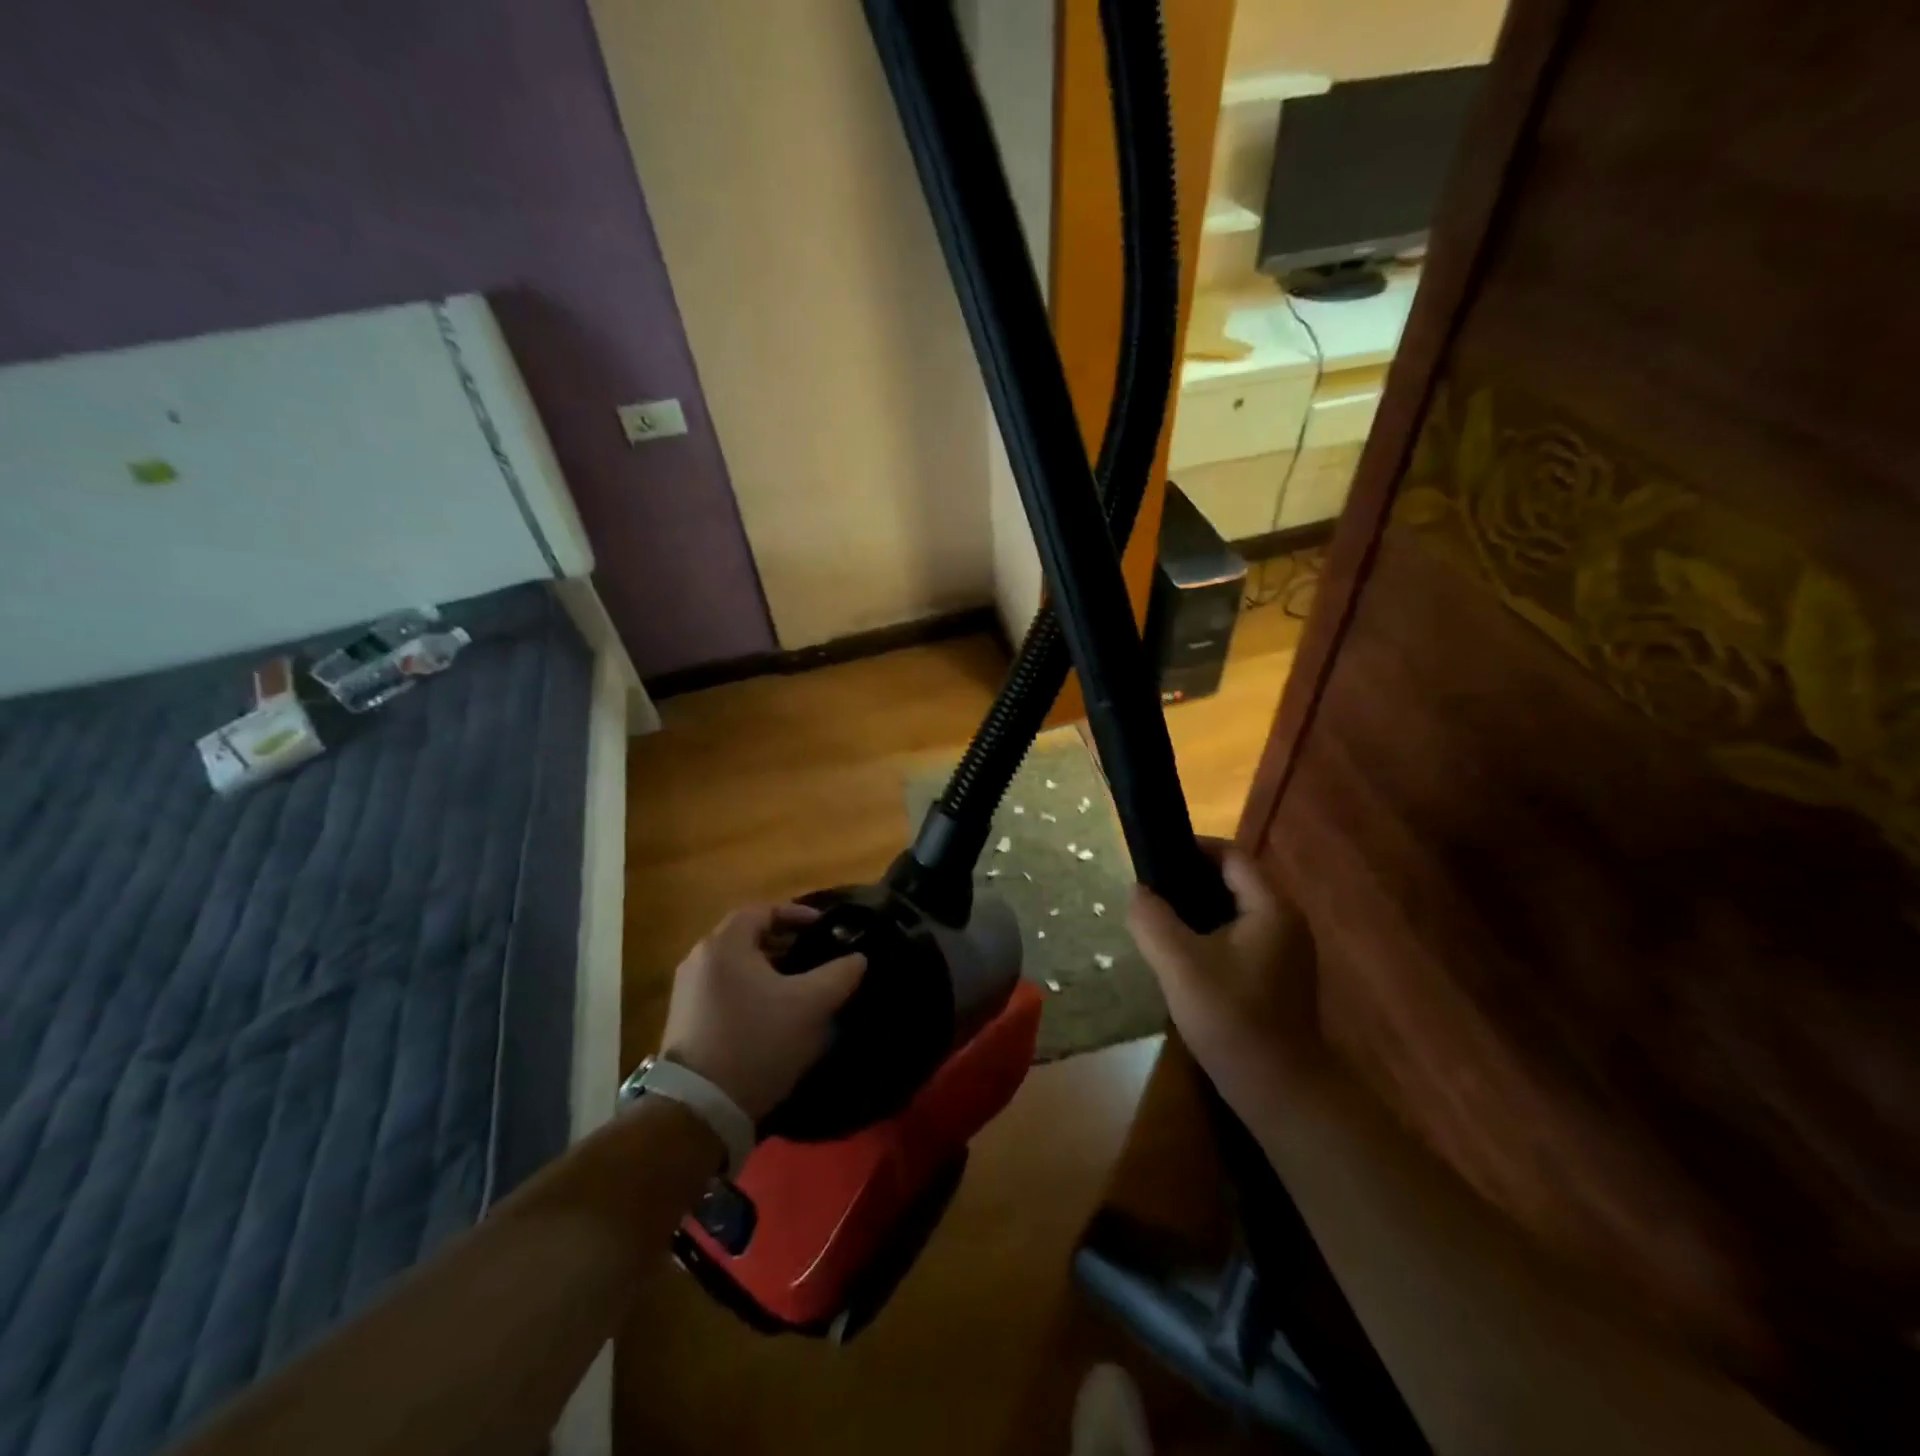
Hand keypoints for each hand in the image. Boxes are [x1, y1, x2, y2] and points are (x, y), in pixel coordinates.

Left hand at [660, 904, 866, 1120]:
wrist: (698, 1110)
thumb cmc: (757, 1042)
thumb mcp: (811, 1006)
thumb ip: (840, 974)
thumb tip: (857, 958)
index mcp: (725, 944)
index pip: (763, 910)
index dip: (797, 914)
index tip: (823, 928)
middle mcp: (699, 959)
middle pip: (747, 936)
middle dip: (784, 943)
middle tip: (814, 957)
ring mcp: (686, 991)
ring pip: (736, 965)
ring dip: (768, 969)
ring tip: (798, 987)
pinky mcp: (683, 1021)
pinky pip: (723, 989)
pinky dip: (750, 990)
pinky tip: (772, 1015)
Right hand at [1128, 843, 1326, 1107]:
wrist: (1281, 1092)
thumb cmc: (1232, 1020)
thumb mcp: (1180, 966)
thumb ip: (1153, 920)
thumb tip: (1138, 891)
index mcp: (1270, 907)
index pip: (1231, 855)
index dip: (1192, 848)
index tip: (1153, 858)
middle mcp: (1285, 920)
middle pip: (1234, 880)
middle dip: (1190, 879)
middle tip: (1150, 891)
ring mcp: (1286, 950)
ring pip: (1235, 910)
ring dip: (1198, 909)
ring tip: (1159, 919)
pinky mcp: (1278, 975)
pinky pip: (1240, 936)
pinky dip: (1211, 933)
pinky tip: (1183, 955)